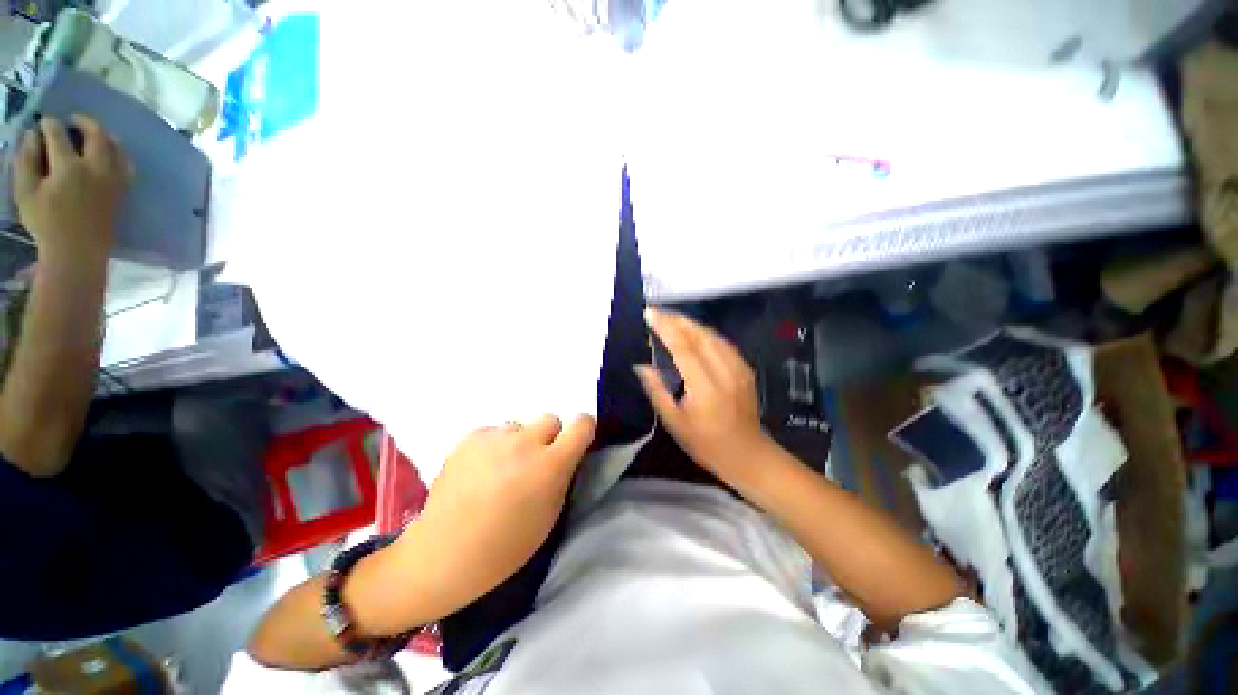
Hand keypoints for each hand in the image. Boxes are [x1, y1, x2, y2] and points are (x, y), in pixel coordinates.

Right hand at [13, 115, 130, 264]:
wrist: (77, 252)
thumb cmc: (46, 224)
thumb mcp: (25, 192)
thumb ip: (26, 160)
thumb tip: (32, 135)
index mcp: (68, 167)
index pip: (59, 134)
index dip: (49, 125)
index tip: (44, 123)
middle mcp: (96, 168)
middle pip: (96, 134)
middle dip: (83, 122)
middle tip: (72, 120)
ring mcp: (113, 179)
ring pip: (116, 147)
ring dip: (104, 135)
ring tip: (92, 134)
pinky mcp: (122, 191)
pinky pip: (127, 165)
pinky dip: (119, 154)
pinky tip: (108, 153)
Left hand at [403, 414, 594, 613]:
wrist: (443, 554)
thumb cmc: (505, 546)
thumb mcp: (549, 513)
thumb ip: (562, 475)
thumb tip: (566, 453)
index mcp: (549, 466)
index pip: (582, 424)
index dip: (582, 430)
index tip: (575, 443)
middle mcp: (524, 443)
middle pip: (550, 418)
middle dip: (548, 437)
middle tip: (533, 463)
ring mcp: (494, 438)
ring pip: (519, 426)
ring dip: (518, 442)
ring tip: (500, 470)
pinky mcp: (469, 437)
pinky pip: (494, 433)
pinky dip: (493, 446)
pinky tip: (479, 471)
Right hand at [635, 308, 771, 484]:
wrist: (748, 455)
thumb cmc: (705, 444)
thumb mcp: (674, 422)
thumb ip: (657, 390)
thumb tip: (641, 365)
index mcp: (705, 388)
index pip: (683, 348)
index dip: (666, 328)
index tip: (650, 314)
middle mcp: (725, 372)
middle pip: (700, 335)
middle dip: (677, 320)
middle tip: (657, 312)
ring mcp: (739, 369)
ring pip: (713, 335)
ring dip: (691, 323)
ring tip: (671, 318)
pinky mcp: (746, 369)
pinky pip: (723, 342)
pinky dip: (705, 333)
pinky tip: (694, 332)